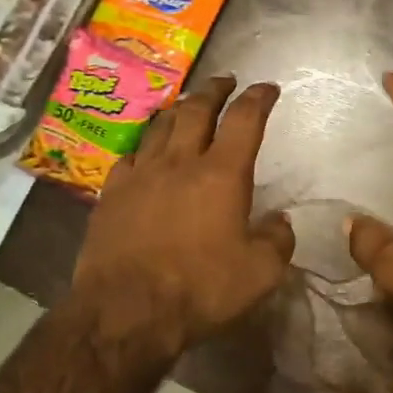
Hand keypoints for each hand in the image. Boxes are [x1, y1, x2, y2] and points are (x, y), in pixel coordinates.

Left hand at [72, 75, 294, 356]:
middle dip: (215, 90)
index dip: (258, 98)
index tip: (267, 88)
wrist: (126, 310)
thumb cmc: (200, 289)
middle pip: (197, 109)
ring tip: (187, 105)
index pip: (244, 120)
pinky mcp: (112, 193)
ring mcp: (141, 174)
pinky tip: (146, 151)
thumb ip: (277, 241)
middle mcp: (180, 162)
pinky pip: (130, 155)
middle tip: (225, 81)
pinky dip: (145, 145)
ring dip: (178, 109)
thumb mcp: (260, 274)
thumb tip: (280, 222)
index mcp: (222, 174)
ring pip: (160, 125)